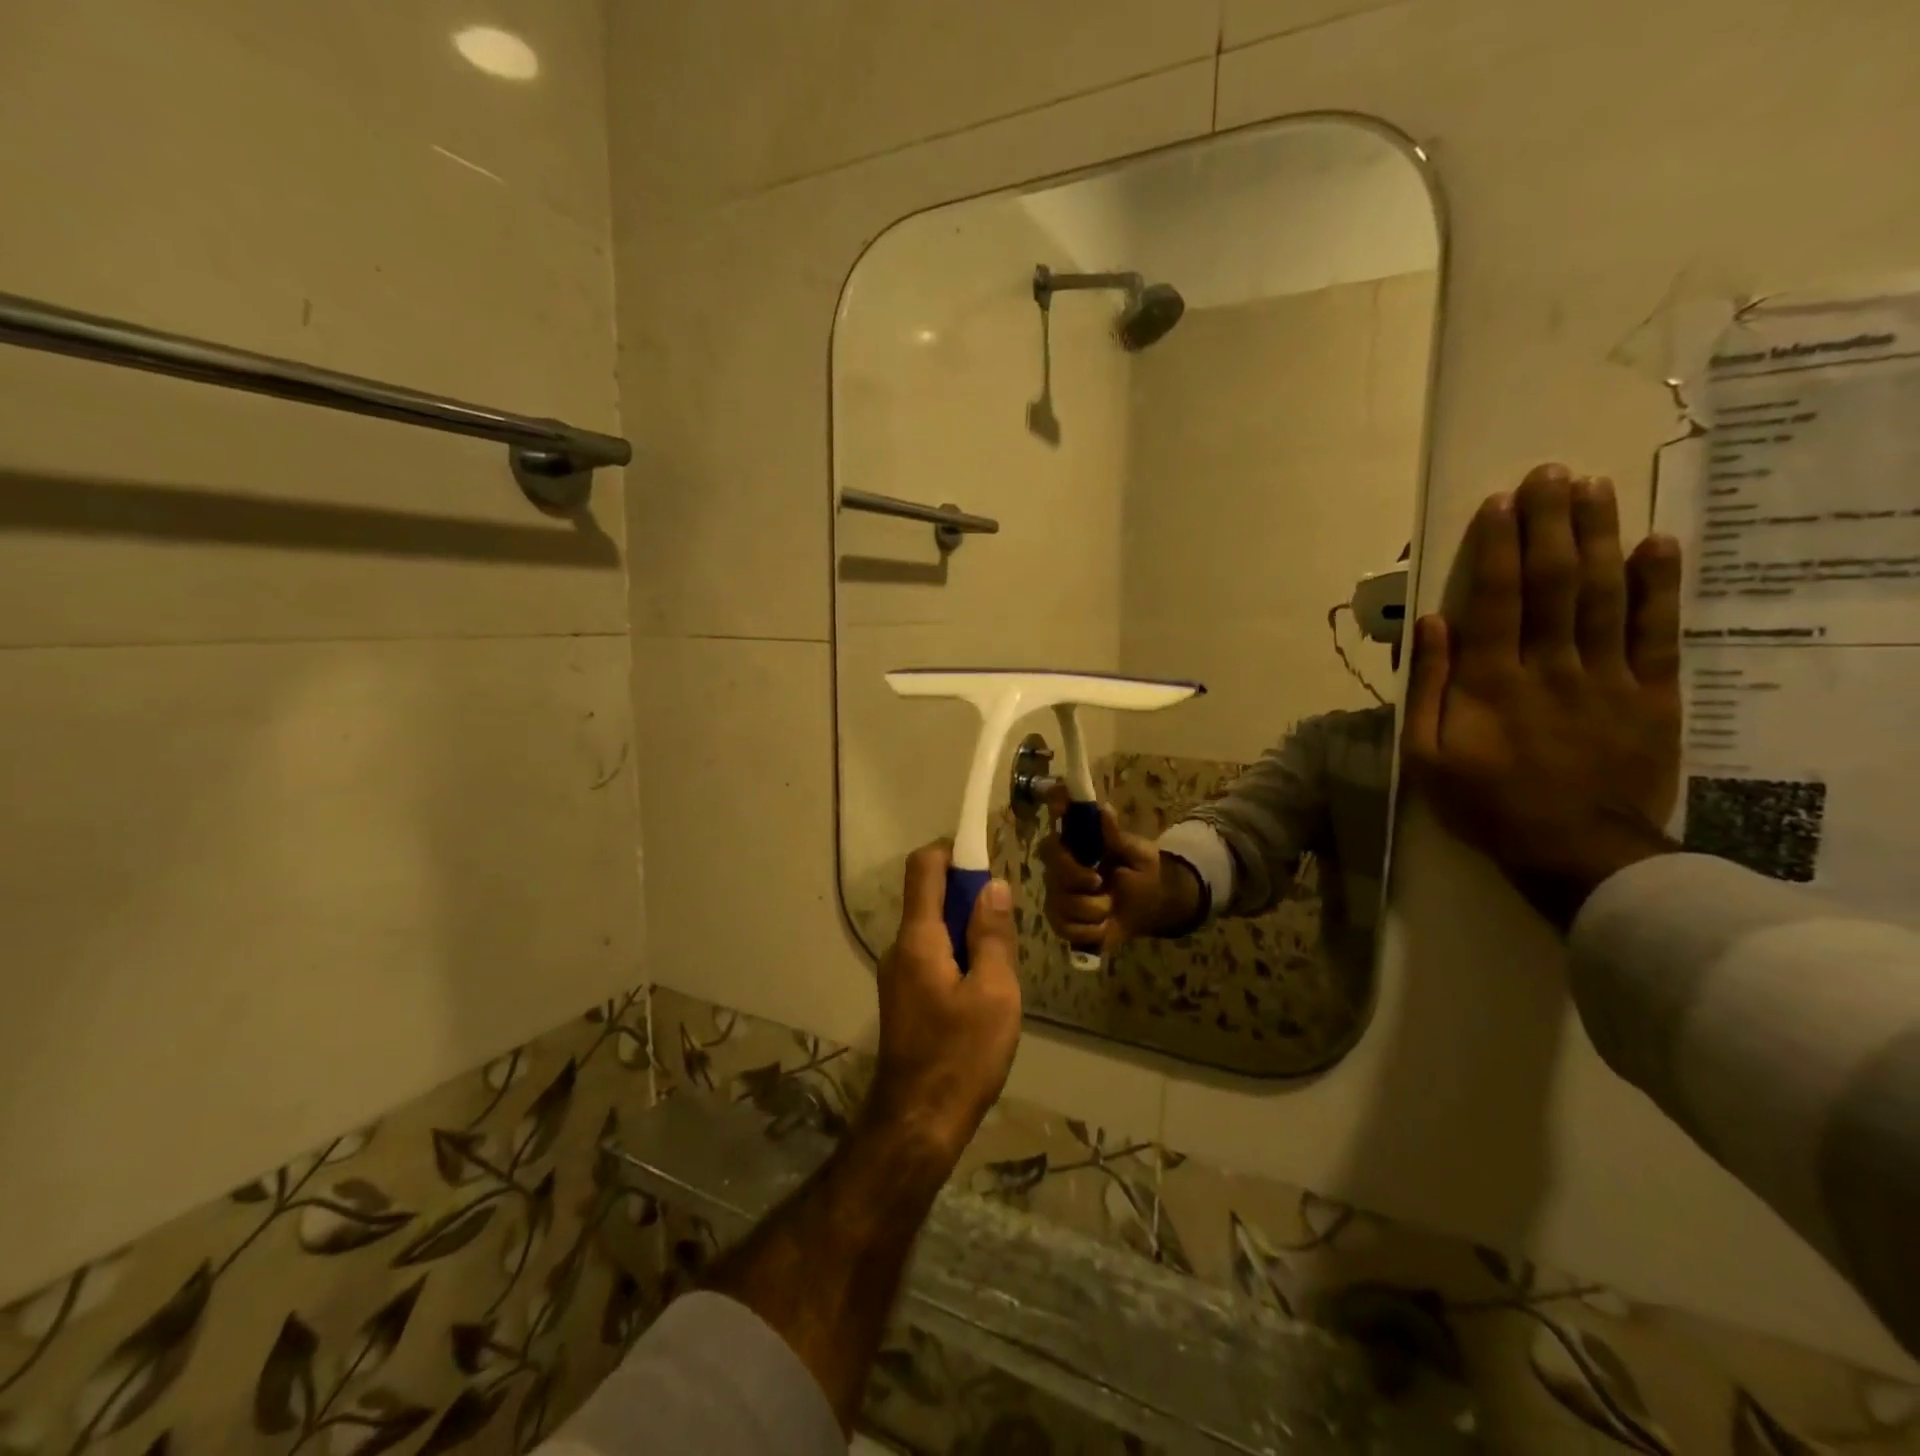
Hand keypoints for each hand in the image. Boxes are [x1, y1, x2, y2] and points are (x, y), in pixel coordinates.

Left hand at [866, 842, 1022, 1165]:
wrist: (919, 1123)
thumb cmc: (962, 1055)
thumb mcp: (994, 992)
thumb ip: (992, 935)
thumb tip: (993, 886)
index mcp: (918, 938)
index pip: (924, 867)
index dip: (953, 848)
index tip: (987, 854)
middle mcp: (900, 947)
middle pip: (931, 897)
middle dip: (969, 896)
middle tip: (1007, 923)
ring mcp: (899, 974)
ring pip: (935, 930)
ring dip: (967, 931)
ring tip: (1002, 965)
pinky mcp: (905, 998)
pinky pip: (932, 957)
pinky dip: (958, 956)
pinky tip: (985, 992)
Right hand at [1037, 791, 1199, 949]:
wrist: (1151, 908)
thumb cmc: (1142, 874)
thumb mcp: (1138, 854)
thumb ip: (1118, 836)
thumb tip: (1104, 810)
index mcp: (1074, 849)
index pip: (1050, 844)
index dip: (1059, 854)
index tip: (1085, 863)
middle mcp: (1058, 872)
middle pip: (1053, 876)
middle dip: (1080, 882)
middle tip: (1101, 883)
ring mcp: (1058, 899)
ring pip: (1063, 906)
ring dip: (1094, 910)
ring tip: (1109, 906)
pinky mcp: (1063, 925)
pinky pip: (1068, 930)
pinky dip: (1092, 931)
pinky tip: (1103, 924)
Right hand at [1401, 464, 1684, 927]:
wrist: (1574, 851)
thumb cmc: (1485, 802)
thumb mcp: (1426, 755)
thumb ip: (1429, 686)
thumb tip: (1431, 622)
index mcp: (1491, 680)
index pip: (1496, 598)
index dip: (1498, 547)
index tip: (1499, 503)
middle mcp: (1550, 665)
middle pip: (1554, 581)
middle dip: (1550, 523)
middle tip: (1550, 473)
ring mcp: (1607, 676)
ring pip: (1605, 594)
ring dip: (1599, 537)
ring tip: (1596, 488)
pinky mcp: (1653, 694)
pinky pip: (1658, 632)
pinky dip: (1660, 586)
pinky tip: (1658, 544)